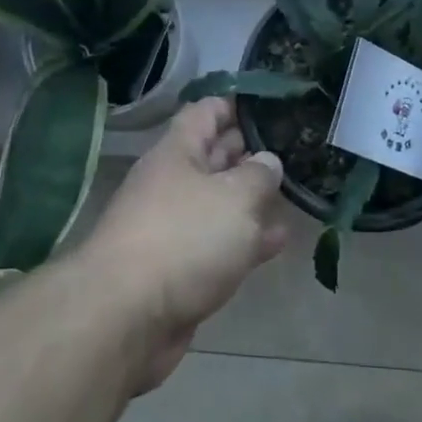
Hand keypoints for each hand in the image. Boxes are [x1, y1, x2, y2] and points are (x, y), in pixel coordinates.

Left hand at [78, 98, 286, 389]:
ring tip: (294, 191)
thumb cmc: (184, 238)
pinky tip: (279, 241)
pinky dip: (247, 240)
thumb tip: (268, 161)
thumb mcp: (235, 196)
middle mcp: (172, 184)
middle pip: (213, 156)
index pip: (206, 112)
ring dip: (252, 199)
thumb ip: (258, 175)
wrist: (127, 317)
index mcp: (177, 153)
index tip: (271, 105)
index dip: (236, 104)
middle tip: (293, 147)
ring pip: (219, 203)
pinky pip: (219, 244)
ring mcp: (174, 228)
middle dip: (249, 151)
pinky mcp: (180, 269)